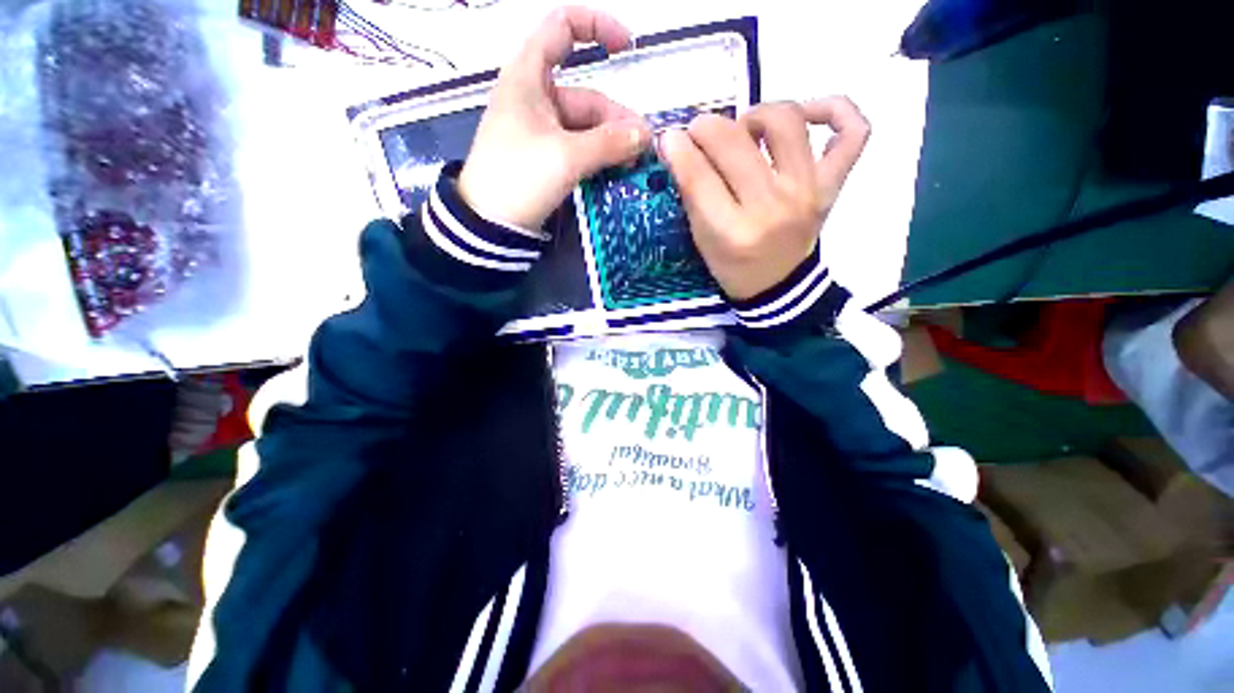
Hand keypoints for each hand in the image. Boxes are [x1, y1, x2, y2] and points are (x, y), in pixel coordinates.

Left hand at [458, 7, 651, 231]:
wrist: (491, 223)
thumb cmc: (517, 178)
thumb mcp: (565, 157)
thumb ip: (608, 143)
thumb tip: (644, 136)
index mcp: (529, 76)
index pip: (563, 27)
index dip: (597, 27)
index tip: (628, 47)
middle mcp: (536, 97)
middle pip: (587, 96)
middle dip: (617, 120)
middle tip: (643, 148)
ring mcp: (542, 130)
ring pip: (586, 127)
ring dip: (612, 143)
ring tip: (634, 164)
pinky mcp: (546, 157)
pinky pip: (579, 148)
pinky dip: (599, 157)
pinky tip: (616, 170)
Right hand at [659, 98, 869, 299]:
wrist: (778, 284)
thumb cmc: (734, 266)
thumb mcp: (703, 240)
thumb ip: (692, 194)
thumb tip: (677, 143)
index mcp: (732, 233)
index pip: (699, 177)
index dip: (679, 149)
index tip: (670, 139)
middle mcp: (771, 208)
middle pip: (735, 143)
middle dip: (706, 127)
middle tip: (699, 133)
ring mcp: (808, 193)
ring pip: (786, 122)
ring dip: (757, 114)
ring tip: (746, 129)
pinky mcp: (832, 185)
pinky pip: (852, 132)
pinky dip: (834, 110)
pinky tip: (806, 114)